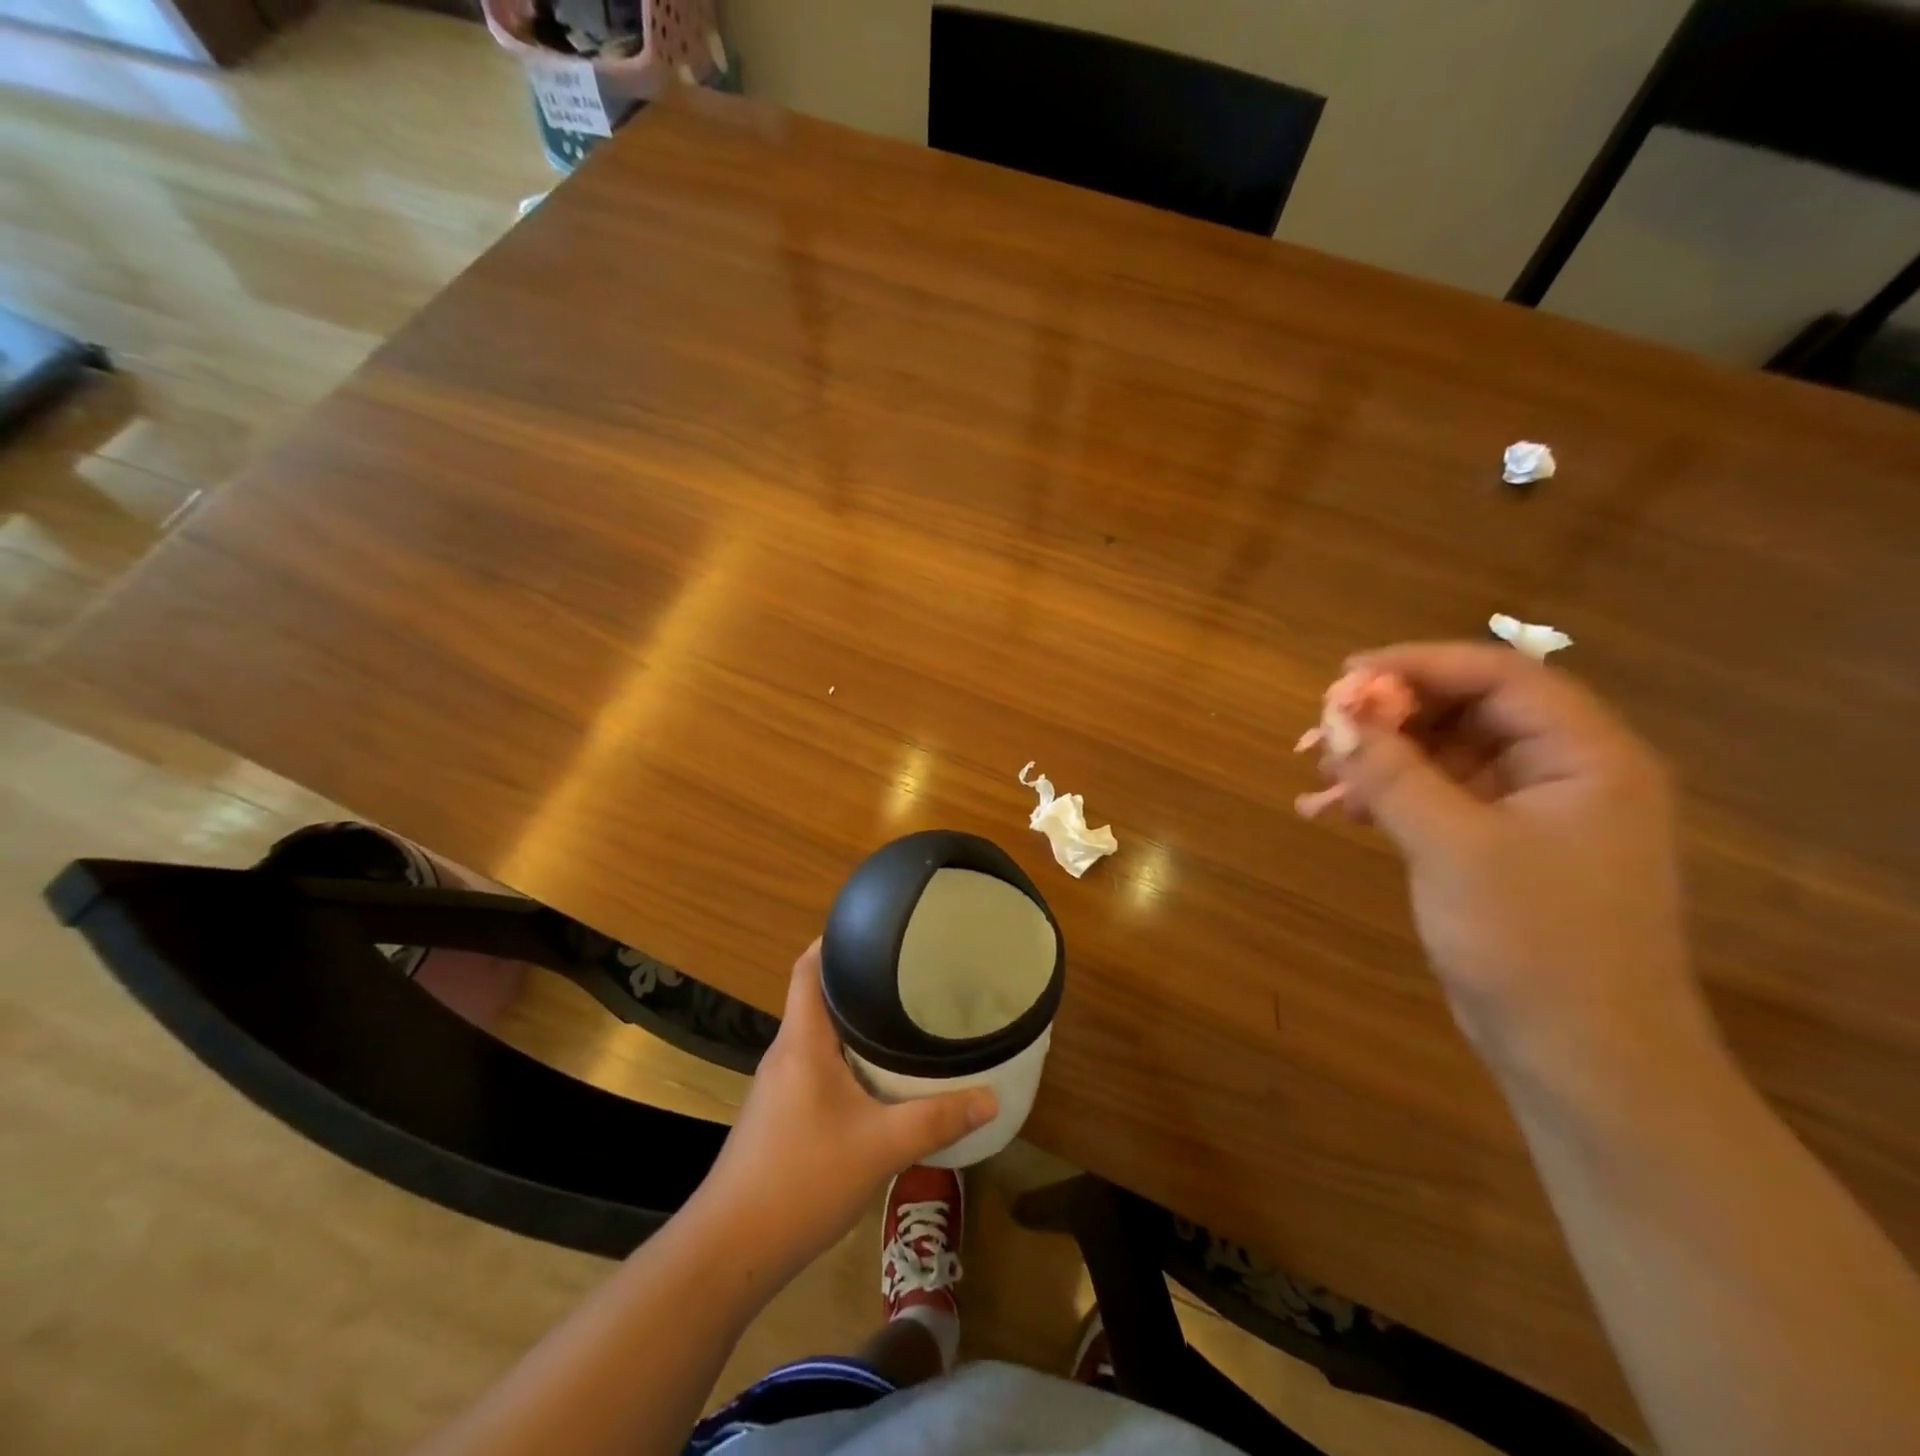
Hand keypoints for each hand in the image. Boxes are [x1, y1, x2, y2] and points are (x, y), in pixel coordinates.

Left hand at [694, 941, 996, 1284]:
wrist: (731, 1251)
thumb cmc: (801, 1179)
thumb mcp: (880, 1147)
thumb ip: (936, 1120)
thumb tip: (990, 1097)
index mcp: (802, 1041)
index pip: (806, 970)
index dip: (833, 941)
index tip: (872, 927)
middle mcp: (786, 1053)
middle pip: (817, 997)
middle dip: (857, 981)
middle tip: (906, 971)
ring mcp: (779, 1086)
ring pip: (819, 1036)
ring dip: (853, 1023)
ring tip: (901, 1016)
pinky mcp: (780, 1115)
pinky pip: (816, 1066)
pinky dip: (846, 1058)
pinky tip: (876, 1077)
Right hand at [1321, 642, 1707, 1082]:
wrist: (1582, 1060)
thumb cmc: (1533, 943)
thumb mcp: (1453, 847)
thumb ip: (1392, 772)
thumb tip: (1334, 713)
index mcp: (1584, 756)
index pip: (1497, 676)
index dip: (1416, 666)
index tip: (1342, 679)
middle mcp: (1563, 772)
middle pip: (1465, 712)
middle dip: (1388, 717)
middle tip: (1320, 733)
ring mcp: (1530, 813)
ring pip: (1443, 756)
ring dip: (1379, 760)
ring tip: (1315, 775)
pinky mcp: (1499, 849)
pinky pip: (1436, 800)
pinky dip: (1386, 800)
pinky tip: (1333, 814)